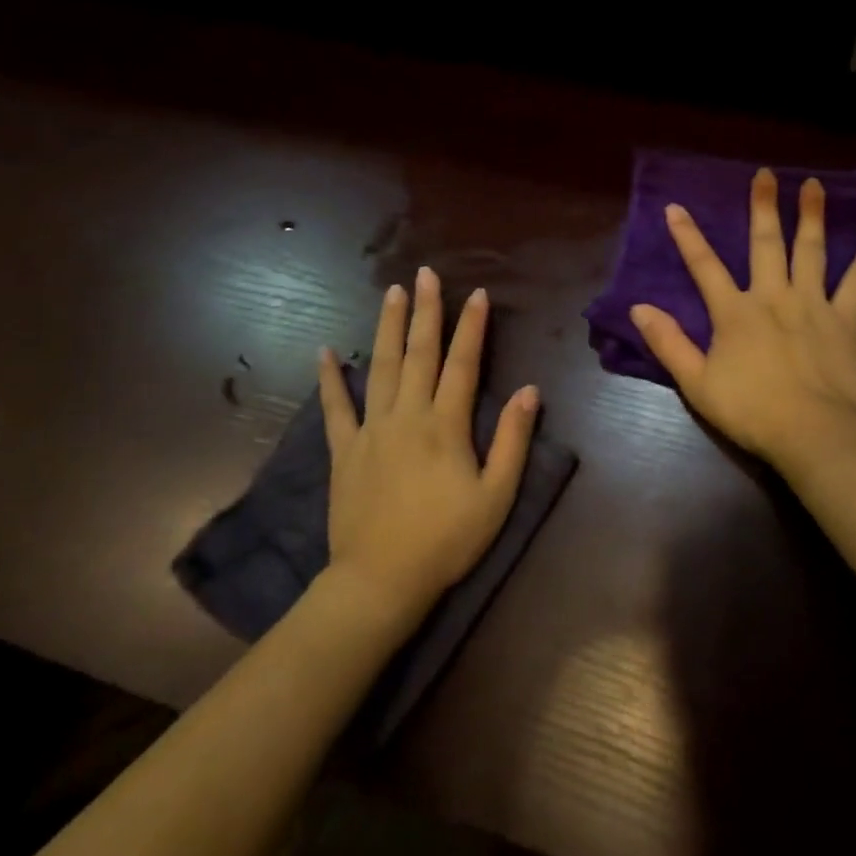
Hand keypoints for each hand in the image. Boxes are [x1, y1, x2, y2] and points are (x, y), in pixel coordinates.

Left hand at [318, 267, 539, 619]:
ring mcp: (371, 430)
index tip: (477, 294)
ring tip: (391, 293)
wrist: (381, 580)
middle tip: (426, 274)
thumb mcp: (496, 496)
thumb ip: (513, 440)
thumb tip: (530, 391)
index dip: (472, 327)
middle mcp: (408, 416)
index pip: (463, 364)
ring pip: (380, 367)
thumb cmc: (447, 540)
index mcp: (446, 425)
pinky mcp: (344, 450)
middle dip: (426, 311)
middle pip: (419, 353)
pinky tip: (325, 351)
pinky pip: (335, 407)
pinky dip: (329, 378)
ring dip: (387, 327)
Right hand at [630, 168, 855, 465]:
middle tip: (766, 174)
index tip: (676, 207)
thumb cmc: (751, 411)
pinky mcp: (845, 320)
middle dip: (763, 207)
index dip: (688, 236)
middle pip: (766, 244)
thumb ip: (668, 342)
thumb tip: (639, 307)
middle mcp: (773, 297)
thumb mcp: (696, 383)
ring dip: (812, 216)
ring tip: (814, 185)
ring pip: (811, 250)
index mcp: (735, 312)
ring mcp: (812, 304)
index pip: (704, 266)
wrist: (812, 433)